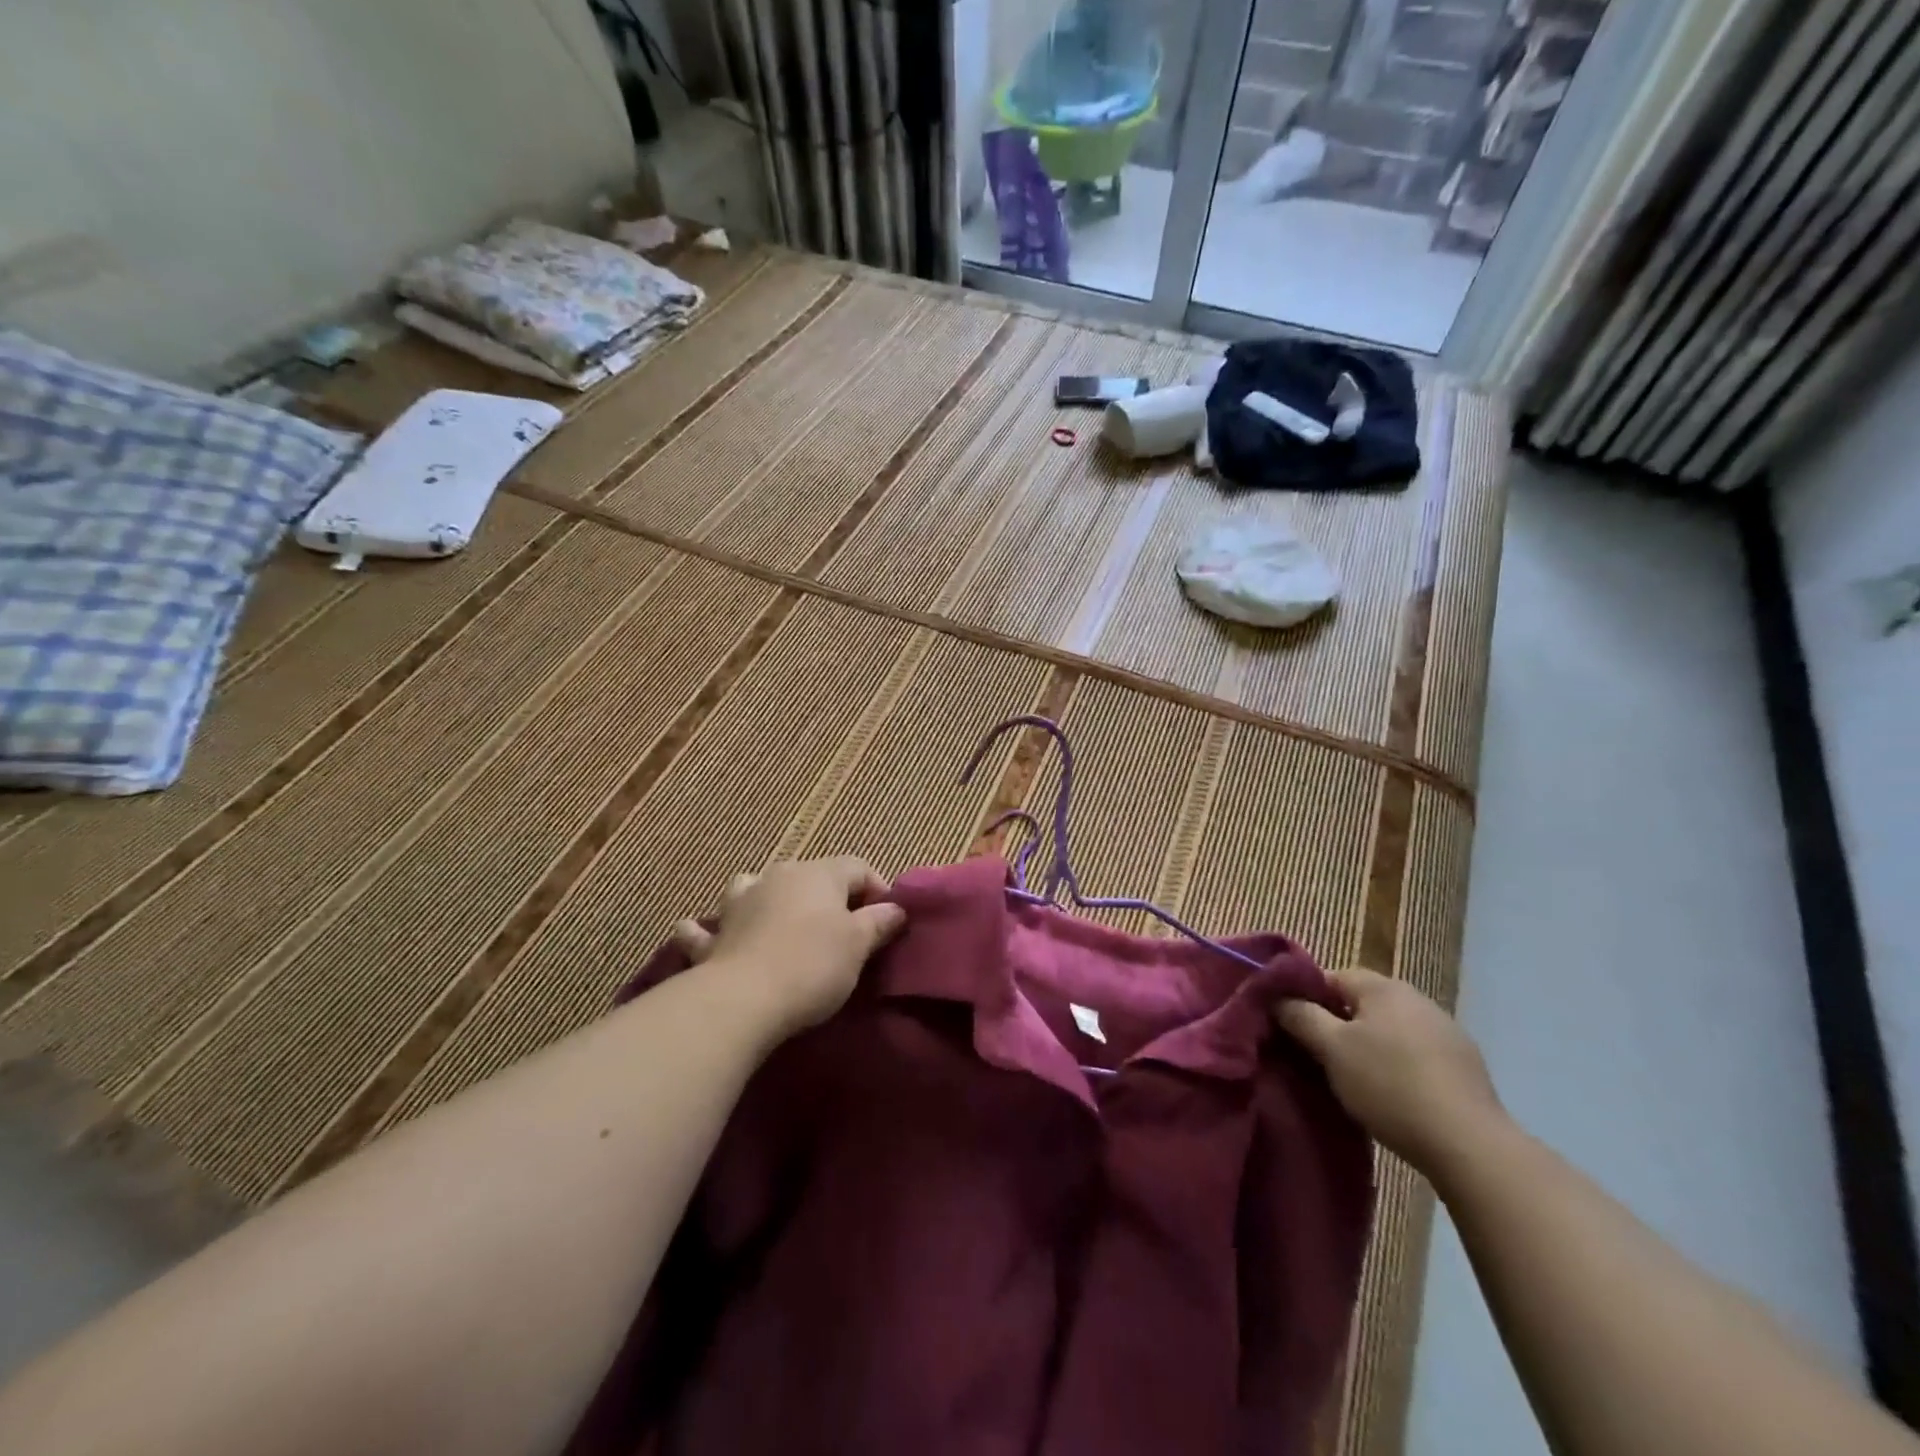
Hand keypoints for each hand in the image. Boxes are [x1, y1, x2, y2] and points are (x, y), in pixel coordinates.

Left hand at [672, 856, 906, 1040]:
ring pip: (757, 887)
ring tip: (781, 920)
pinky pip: (709, 927)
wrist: (743, 999)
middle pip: (812, 876)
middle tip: (847, 932)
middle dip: (831, 898)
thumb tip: (895, 908)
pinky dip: (706, 929)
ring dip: (769, 899)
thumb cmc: (812, 965)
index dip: (878, 890)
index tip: (887, 923)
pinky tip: (696, 930)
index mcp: (818, 873)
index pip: (858, 867)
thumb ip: (878, 923)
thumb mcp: (858, 945)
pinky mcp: (715, 936)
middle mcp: (778, 876)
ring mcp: (741, 902)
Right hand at [1277, 967, 1506, 1176]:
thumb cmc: (1389, 1086)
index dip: (1307, 998)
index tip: (1294, 1027)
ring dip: (1371, 1045)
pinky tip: (1396, 1094)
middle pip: (1362, 1002)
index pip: (1330, 976)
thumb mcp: (1331, 1050)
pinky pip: (1417, 1052)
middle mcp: (1416, 997)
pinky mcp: (1466, 1064)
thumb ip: (1301, 1016)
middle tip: (1320, 1055)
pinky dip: (1401, 1064)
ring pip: (1391, 1028)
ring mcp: (1446, 1030)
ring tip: (1356, 1078)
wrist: (1470, 1144)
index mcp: (1382, 986)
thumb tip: (1278, 997)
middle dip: (1339, 1023)